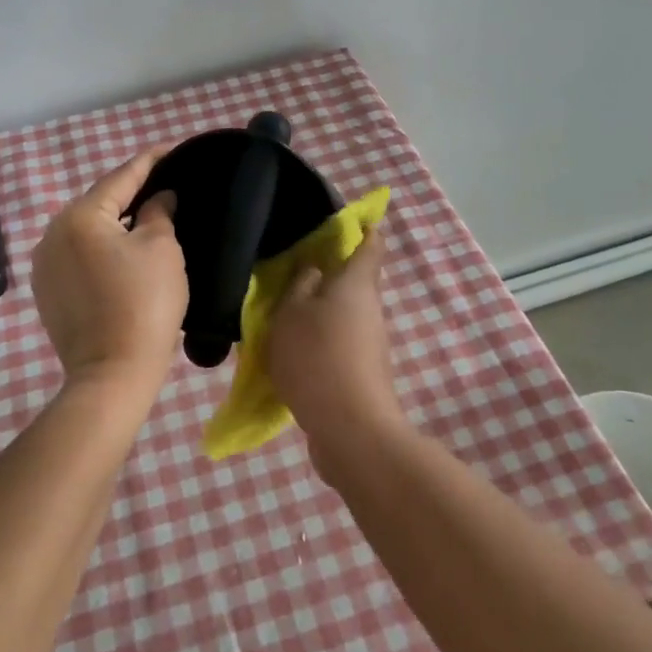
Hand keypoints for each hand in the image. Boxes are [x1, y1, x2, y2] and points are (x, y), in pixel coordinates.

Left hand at [31, 150, 186, 403]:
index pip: (121, 177)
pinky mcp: (47, 291)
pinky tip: (123, 253)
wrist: (113, 374)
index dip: (150, 161)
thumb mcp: (162, 249)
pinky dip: (101, 248)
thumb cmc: (144, 303)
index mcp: (80, 216)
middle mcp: (52, 233)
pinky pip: (78, 255)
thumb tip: (158, 198)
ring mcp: (44, 264)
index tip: (171, 149)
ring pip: (87, 230)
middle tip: (164, 186)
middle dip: (131, 193)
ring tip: (147, 217)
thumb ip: (158, 212)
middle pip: (99, 202)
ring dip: (115, 222)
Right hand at [263, 228, 404, 478]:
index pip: (370, 243)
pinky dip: (318, 344)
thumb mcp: (291, 314)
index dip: (361, 227)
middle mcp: (370, 309)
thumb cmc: (317, 358)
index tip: (344, 220)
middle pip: (353, 281)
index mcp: (357, 283)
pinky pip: (338, 346)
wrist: (351, 431)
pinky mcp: (362, 375)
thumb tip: (313, 270)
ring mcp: (370, 345)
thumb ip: (298, 287)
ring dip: (318, 314)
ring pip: (342, 316)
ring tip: (281, 317)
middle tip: (290, 272)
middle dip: (326, 275)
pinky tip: (290, 355)